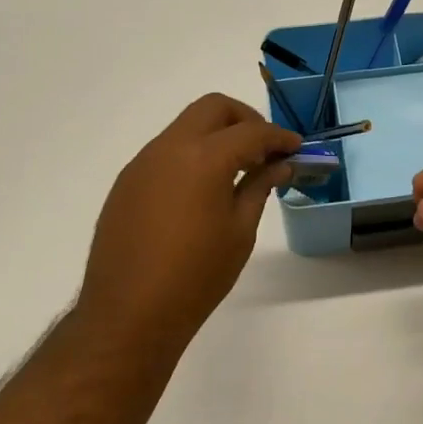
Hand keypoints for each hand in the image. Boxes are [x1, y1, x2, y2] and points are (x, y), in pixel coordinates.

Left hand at [79, 94, 299, 351]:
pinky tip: (201, 190)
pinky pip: (165, 152)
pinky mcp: (127, 182)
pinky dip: (191, 156)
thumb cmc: (196, 277)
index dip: (279, 137)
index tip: (296, 148)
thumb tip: (279, 166)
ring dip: (216, 136)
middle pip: (213, 108)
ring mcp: (143, 163)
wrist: (129, 315)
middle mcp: (169, 148)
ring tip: (236, 171)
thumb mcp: (240, 231)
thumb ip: (259, 187)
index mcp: (204, 158)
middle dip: (245, 119)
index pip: (251, 131)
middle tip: (264, 149)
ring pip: (186, 127)